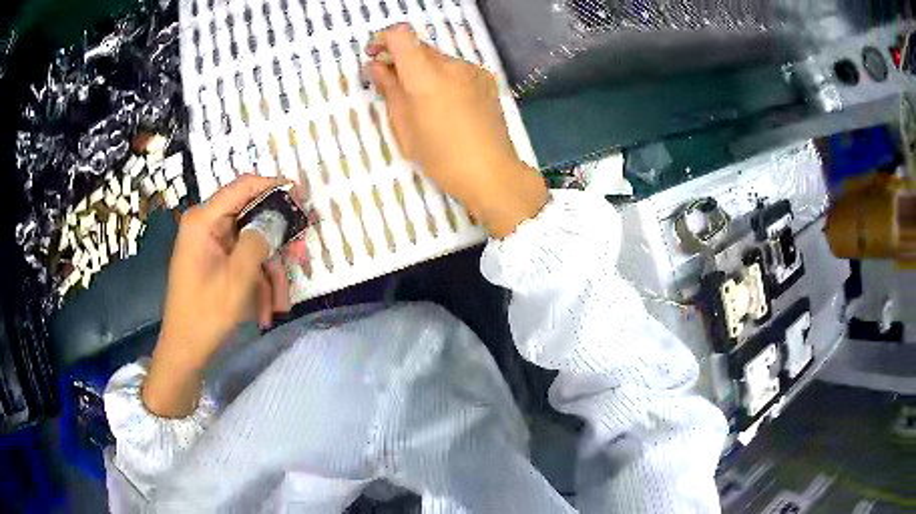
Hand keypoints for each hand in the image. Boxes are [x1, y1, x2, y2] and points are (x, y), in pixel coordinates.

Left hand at [143, 175, 292, 416]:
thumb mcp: (238, 277)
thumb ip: (259, 240)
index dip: (274, 186)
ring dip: (268, 274)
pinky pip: (242, 262)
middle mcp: (206, 225)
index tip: (302, 195)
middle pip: (251, 219)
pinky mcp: (214, 261)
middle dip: (276, 243)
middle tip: (300, 256)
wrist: (185, 350)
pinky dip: (256, 283)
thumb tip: (278, 217)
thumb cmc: (206, 313)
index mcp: (204, 220)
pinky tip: (264, 311)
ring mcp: (210, 244)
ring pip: (251, 245)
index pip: (243, 186)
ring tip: (279, 305)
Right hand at [367, 24, 547, 237]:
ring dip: (423, 69)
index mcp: (426, 76)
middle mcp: (451, 64)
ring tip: (421, 99)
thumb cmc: (440, 157)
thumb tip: (376, 67)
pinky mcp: (486, 79)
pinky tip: (446, 102)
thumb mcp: (404, 127)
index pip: (401, 36)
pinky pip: (457, 69)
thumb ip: (389, 90)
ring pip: (438, 58)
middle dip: (401, 58)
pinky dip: (443, 77)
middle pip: (419, 47)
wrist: (490, 172)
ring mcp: (472, 70)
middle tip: (390, 82)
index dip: (384, 40)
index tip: (375, 55)